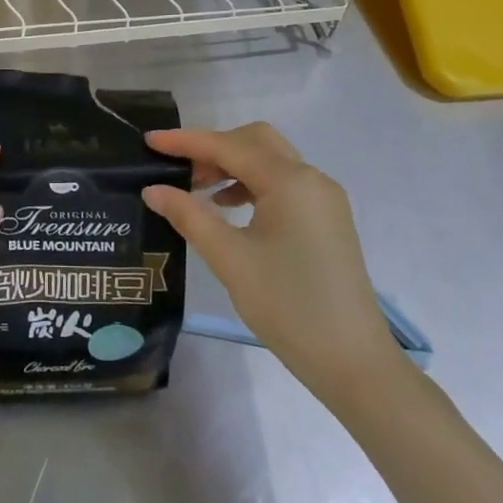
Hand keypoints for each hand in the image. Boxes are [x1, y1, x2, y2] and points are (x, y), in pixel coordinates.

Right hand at [144, 125, 407, 406]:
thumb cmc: (288, 306)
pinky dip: (252, 184)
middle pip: (254, 141)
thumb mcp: (229, 259)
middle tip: (178, 170)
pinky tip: (228, 208)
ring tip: (197, 191)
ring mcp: (323, 199)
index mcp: (290, 181)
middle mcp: (311, 179)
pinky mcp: (327, 220)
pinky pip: (283, 184)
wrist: (353, 362)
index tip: (149, 140)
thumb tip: (153, 190)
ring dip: (232, 166)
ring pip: (270, 161)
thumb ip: (189, 216)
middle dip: (213, 147)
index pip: (228, 146)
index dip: (185, 141)